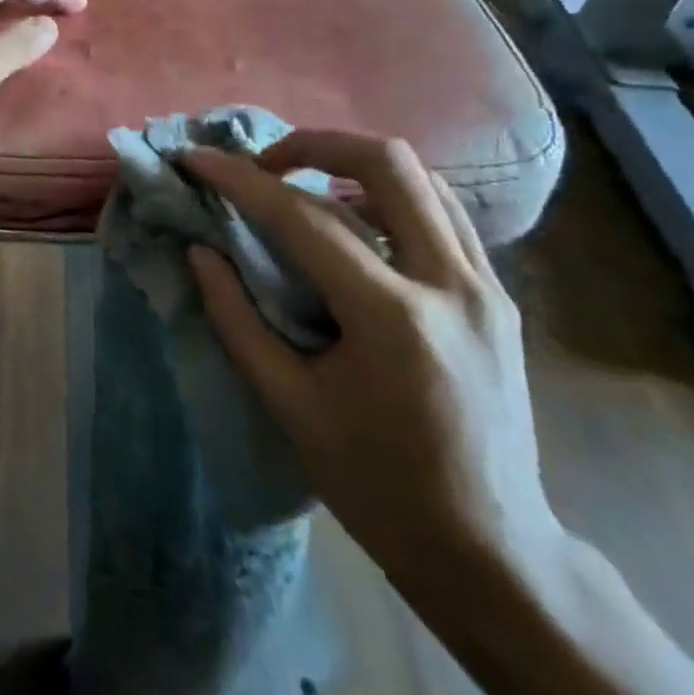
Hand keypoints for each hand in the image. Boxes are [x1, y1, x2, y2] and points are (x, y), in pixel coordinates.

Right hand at [184, 131, 560, 590]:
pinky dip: (390, 197)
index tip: (196, 159)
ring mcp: (485, 286)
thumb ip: (236, 319)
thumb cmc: (376, 486)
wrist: (489, 551)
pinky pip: (443, 215)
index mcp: (393, 318)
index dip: (240, 180)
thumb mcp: (290, 406)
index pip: (304, 218)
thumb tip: (201, 252)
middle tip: (263, 164)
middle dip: (313, 143)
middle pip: (388, 163)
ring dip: (354, 164)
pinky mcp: (497, 296)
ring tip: (303, 183)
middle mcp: (451, 284)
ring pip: (424, 179)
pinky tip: (355, 223)